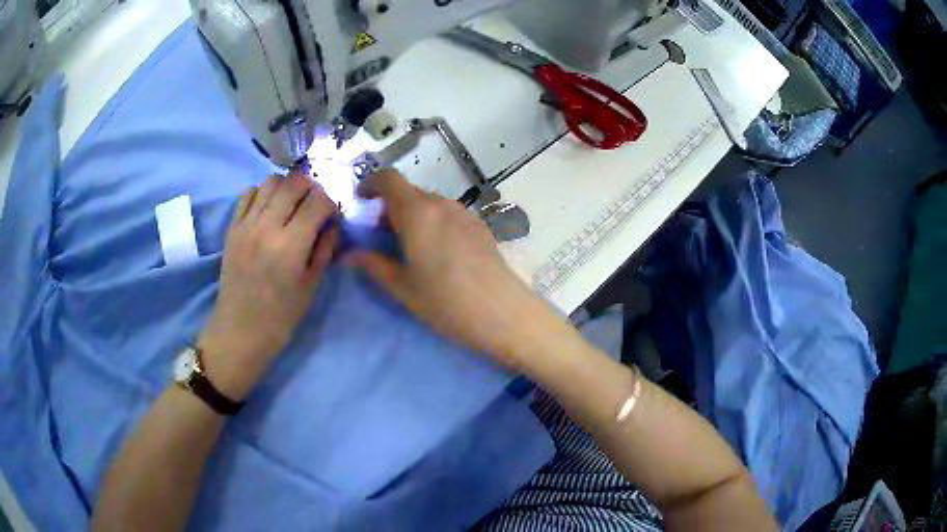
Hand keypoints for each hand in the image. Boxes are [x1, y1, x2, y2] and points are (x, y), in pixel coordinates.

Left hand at [199, 173, 339, 399]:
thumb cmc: (280, 317)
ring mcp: (246, 224)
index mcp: (290, 246)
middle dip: (312, 188)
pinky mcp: (232, 227)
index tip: (332, 217)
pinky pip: (249, 193)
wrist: (239, 331)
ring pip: (271, 181)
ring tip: (292, 205)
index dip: (331, 203)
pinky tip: (269, 210)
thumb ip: (324, 250)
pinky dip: (263, 193)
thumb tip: (333, 224)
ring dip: (287, 187)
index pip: (318, 201)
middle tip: (315, 205)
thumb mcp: (311, 287)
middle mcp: (267, 227)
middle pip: (294, 182)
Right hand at [346, 170, 561, 369]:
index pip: (389, 178)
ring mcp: (465, 213)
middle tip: (380, 236)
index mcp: (417, 212)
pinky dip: (433, 223)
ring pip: (429, 204)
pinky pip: (448, 214)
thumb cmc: (446, 301)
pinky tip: (437, 253)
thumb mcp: (402, 287)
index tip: (361, 202)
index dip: (370, 184)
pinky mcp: (480, 226)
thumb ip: (373, 264)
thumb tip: (348, 254)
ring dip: (412, 216)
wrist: (503, 313)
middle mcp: (441, 204)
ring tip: (408, 247)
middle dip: (389, 207)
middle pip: (409, 192)